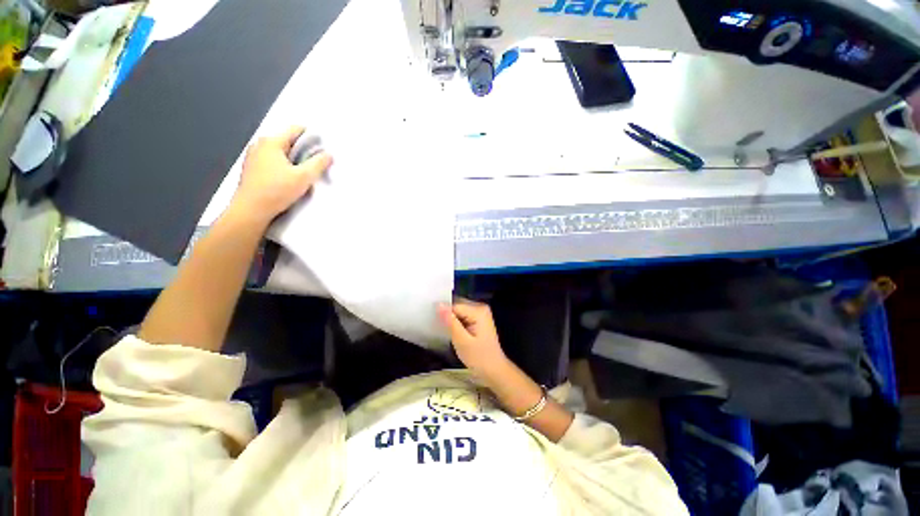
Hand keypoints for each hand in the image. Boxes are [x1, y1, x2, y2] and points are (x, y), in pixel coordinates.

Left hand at [232, 126, 332, 223]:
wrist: (251, 209)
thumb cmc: (277, 190)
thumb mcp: (304, 177)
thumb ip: (318, 164)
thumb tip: (328, 154)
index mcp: (272, 141)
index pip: (295, 129)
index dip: (312, 137)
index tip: (322, 148)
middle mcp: (260, 144)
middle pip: (288, 141)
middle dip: (303, 150)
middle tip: (315, 164)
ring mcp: (253, 156)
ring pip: (280, 152)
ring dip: (293, 159)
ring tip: (303, 173)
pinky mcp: (251, 168)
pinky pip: (272, 161)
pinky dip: (283, 166)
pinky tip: (288, 179)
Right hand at [438, 299, 509, 378]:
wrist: (494, 370)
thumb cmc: (479, 358)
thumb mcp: (462, 341)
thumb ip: (450, 322)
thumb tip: (439, 304)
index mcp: (478, 311)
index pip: (454, 305)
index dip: (444, 314)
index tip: (436, 325)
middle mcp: (480, 307)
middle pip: (457, 305)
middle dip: (448, 316)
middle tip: (441, 329)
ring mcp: (480, 312)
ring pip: (458, 310)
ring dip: (451, 319)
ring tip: (446, 331)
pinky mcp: (478, 318)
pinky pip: (462, 315)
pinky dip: (456, 322)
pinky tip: (453, 332)